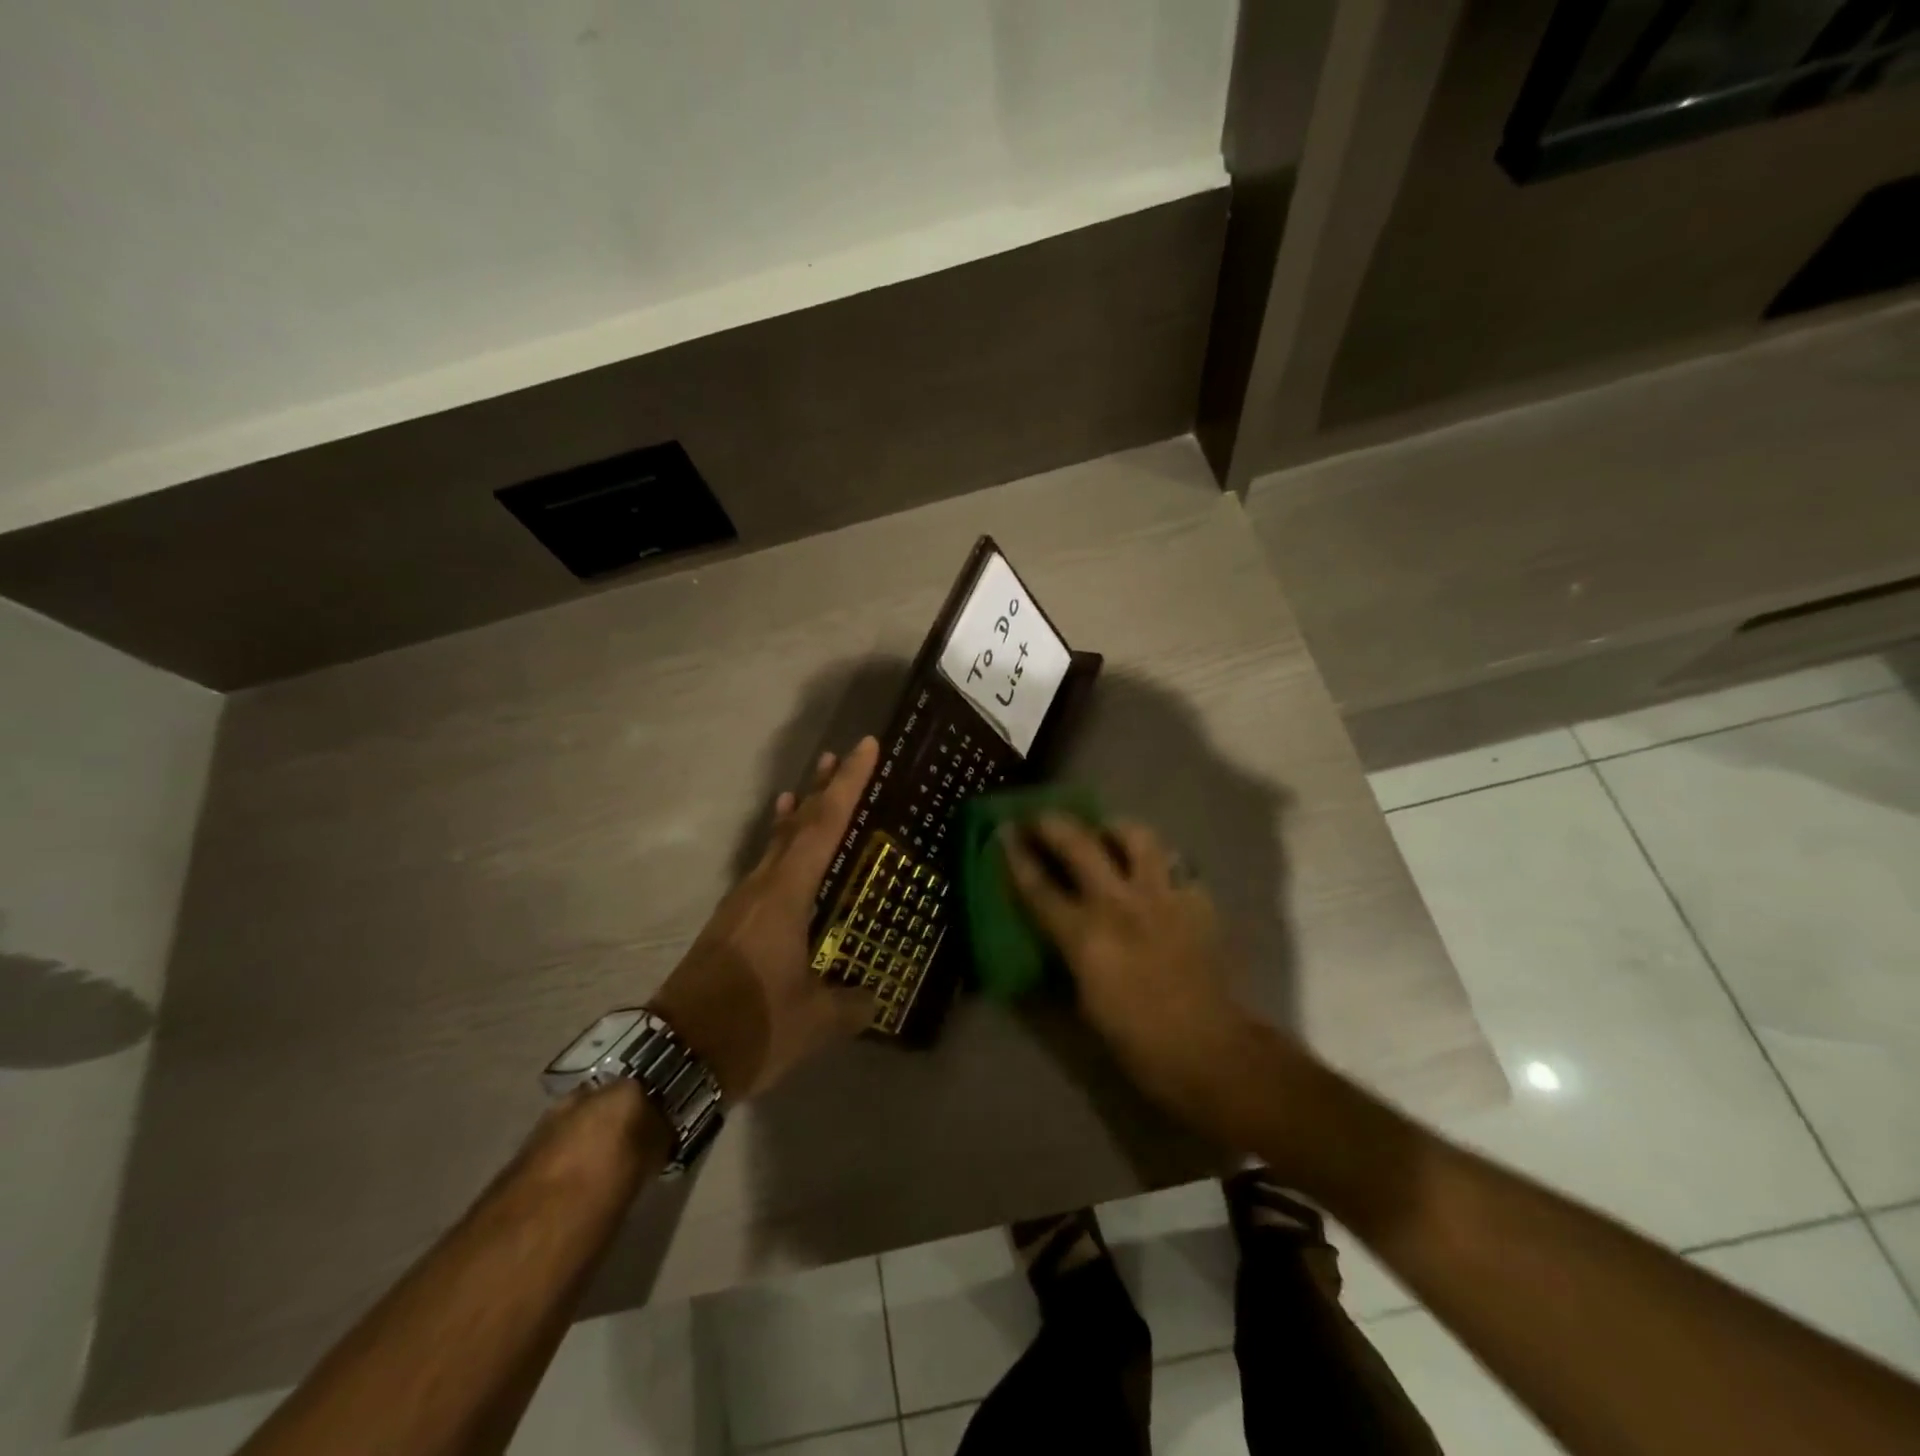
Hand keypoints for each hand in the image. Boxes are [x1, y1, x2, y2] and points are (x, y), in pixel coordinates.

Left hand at [649, 738, 880, 1101]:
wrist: (675, 1057)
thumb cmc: (751, 1027)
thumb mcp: (815, 1021)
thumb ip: (852, 1005)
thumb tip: (874, 999)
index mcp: (785, 894)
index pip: (824, 825)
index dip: (848, 784)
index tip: (865, 747)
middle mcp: (761, 886)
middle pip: (797, 824)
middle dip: (822, 788)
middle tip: (842, 756)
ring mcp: (741, 904)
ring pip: (776, 844)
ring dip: (799, 815)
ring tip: (812, 789)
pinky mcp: (730, 924)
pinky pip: (764, 869)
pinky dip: (780, 848)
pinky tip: (784, 855)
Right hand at [1002, 814, 1269, 1123]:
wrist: (1210, 1050)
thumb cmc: (1137, 1040)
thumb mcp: (1084, 1002)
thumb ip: (1067, 956)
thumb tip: (1055, 934)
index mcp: (1086, 936)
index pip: (1039, 887)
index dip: (1016, 857)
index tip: (1003, 832)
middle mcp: (1120, 904)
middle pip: (1079, 844)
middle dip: (1052, 824)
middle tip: (1041, 818)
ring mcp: (1162, 896)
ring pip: (1136, 836)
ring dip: (1113, 829)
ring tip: (1105, 833)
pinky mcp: (1196, 899)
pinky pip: (1173, 862)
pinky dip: (1157, 860)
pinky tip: (1153, 872)